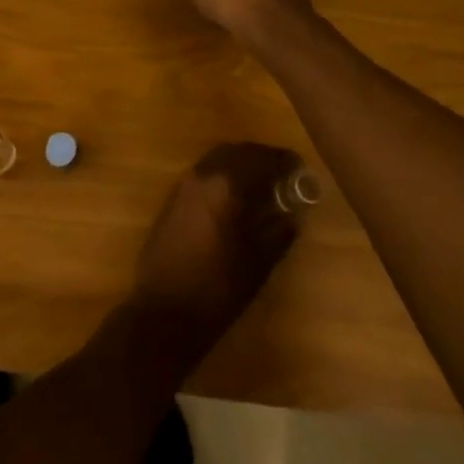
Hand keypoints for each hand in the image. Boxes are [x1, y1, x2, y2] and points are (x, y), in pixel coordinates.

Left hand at [131, 142, 302, 354]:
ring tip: (262, 184)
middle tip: (283, 174)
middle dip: (262, 158)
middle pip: (239, 152)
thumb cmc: (217, 290)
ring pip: (219, 158)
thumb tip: (293, 212)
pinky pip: (205, 171)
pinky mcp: (173, 196)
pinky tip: (235, 196)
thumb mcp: (258, 263)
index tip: (300, 167)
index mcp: (227, 185)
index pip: (262, 159)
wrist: (163, 311)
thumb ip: (279, 231)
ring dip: (242, 163)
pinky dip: (224, 174)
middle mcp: (204, 173)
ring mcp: (185, 183)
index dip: (283, 161)